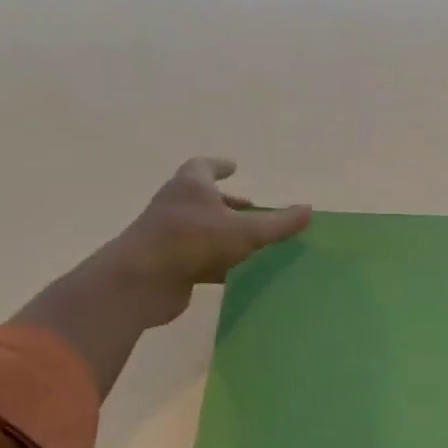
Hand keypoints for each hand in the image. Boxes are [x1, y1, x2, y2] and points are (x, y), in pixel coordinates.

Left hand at [97, 157, 311, 328]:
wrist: (139, 282)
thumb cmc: (192, 241)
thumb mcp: (246, 231)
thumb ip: (279, 222)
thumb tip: (308, 210)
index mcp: (190, 187)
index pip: (203, 166)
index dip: (219, 166)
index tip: (234, 167)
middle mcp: (175, 206)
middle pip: (203, 198)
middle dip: (227, 202)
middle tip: (252, 207)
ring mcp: (168, 235)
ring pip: (202, 228)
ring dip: (224, 232)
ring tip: (252, 240)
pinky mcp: (167, 263)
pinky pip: (199, 256)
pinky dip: (218, 259)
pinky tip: (239, 269)